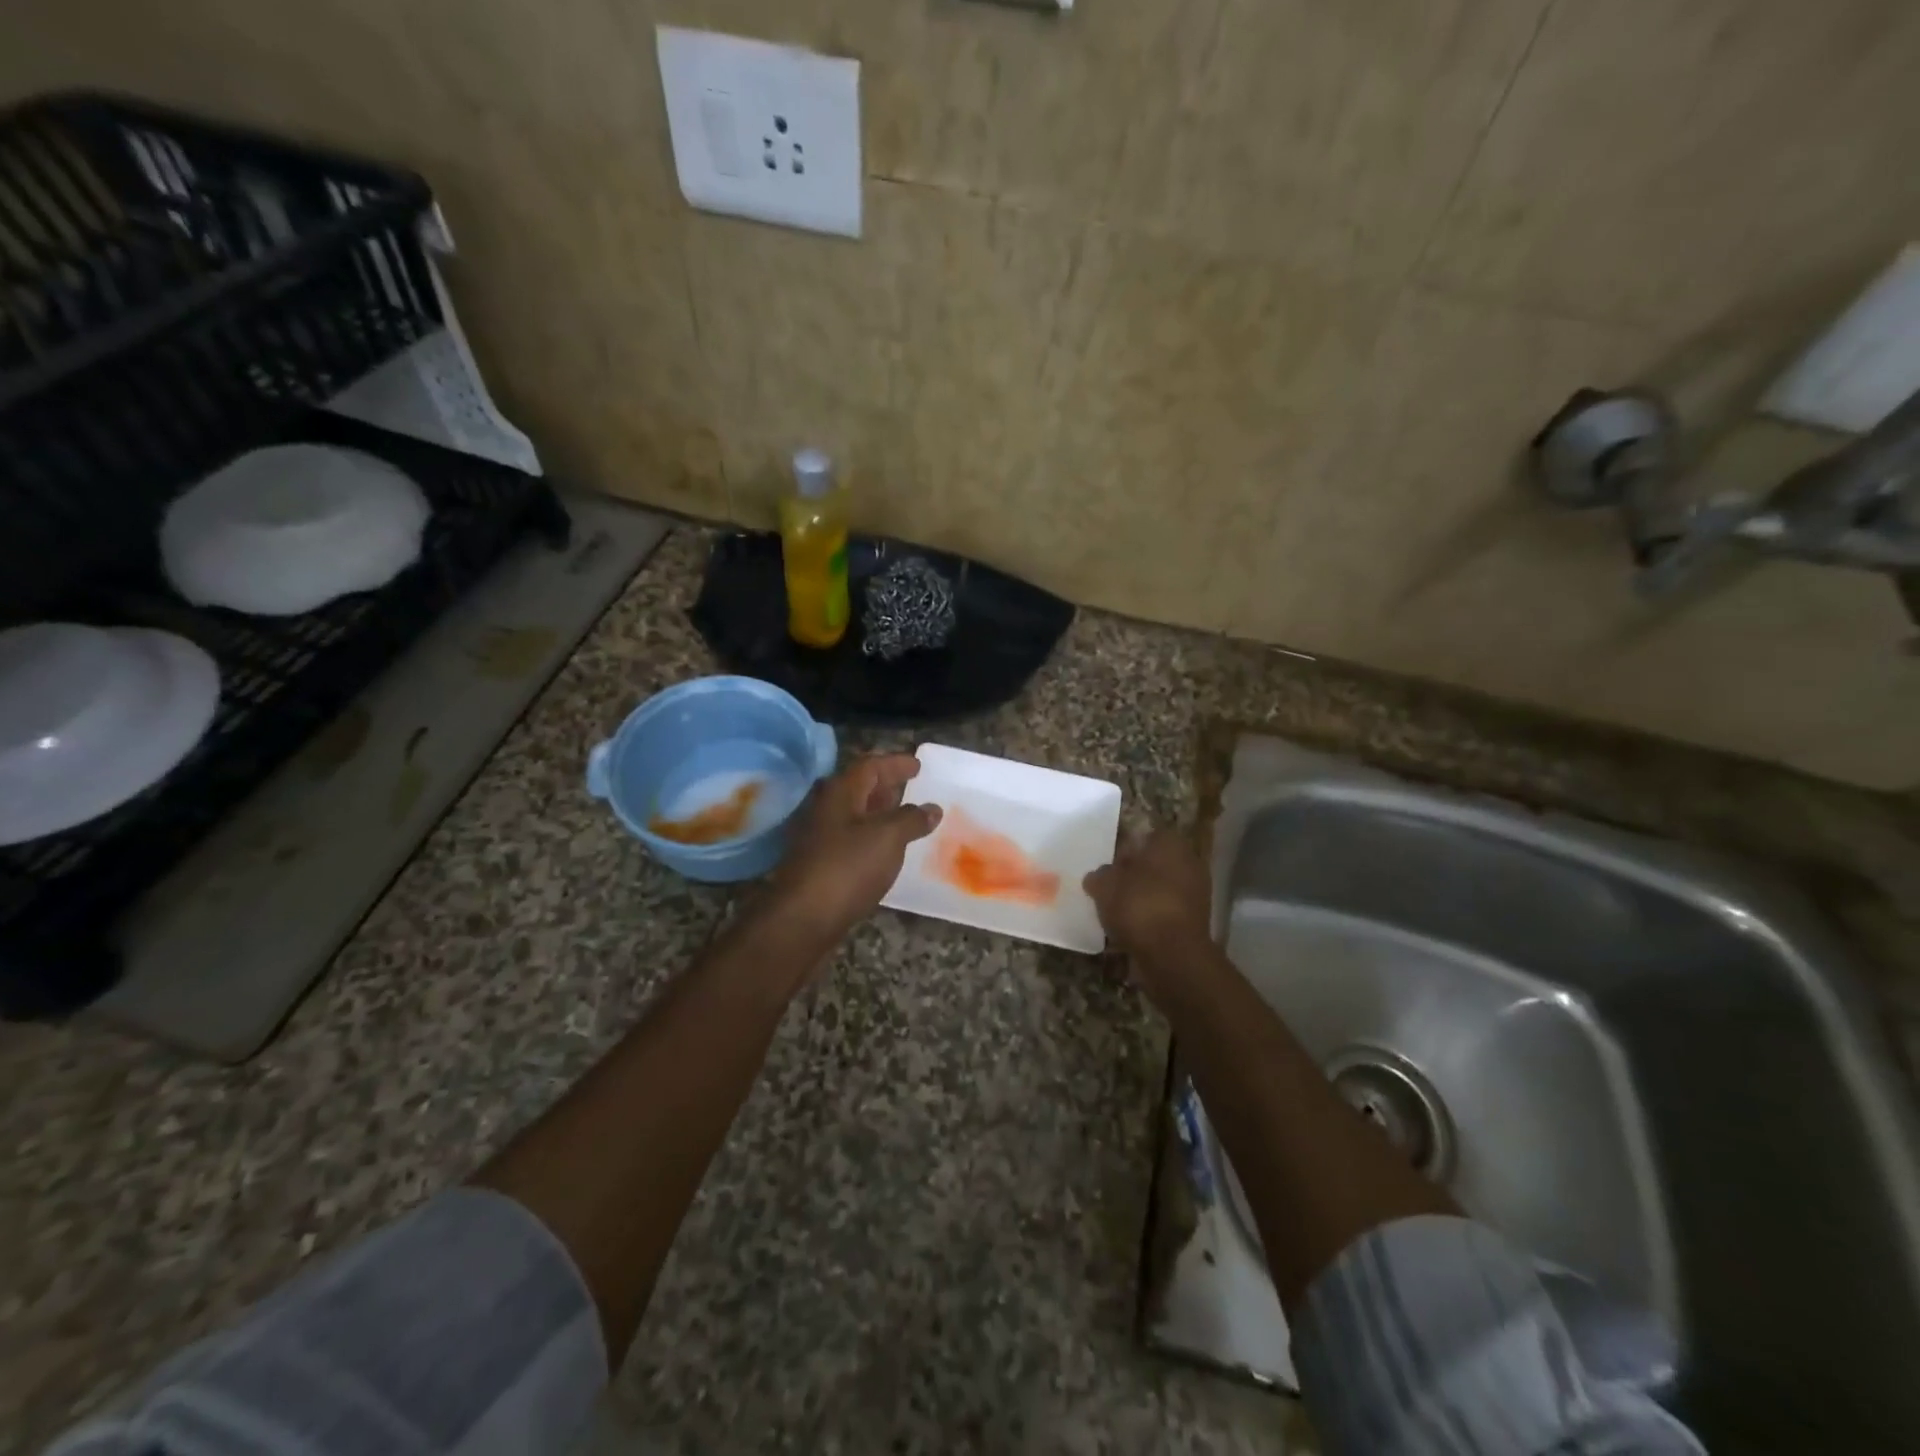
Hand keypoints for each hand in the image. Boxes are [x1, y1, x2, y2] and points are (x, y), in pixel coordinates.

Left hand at [764, 754, 941, 946]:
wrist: (804, 918)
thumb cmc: (848, 868)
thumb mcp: (888, 838)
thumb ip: (911, 819)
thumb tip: (931, 808)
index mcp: (841, 792)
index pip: (870, 765)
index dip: (896, 763)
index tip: (918, 765)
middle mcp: (827, 808)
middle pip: (859, 787)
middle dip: (886, 785)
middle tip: (912, 787)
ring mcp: (821, 836)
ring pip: (855, 814)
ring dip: (880, 811)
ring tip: (906, 816)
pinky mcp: (821, 862)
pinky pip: (852, 837)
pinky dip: (873, 835)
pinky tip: (887, 849)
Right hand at [1083, 829, 1212, 982]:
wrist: (1172, 954)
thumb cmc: (1139, 906)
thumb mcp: (1105, 885)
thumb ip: (1100, 876)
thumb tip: (1098, 876)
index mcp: (1170, 844)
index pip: (1147, 837)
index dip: (1127, 849)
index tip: (1110, 865)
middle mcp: (1189, 862)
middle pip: (1156, 863)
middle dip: (1136, 874)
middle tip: (1111, 887)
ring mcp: (1197, 893)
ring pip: (1162, 888)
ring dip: (1143, 897)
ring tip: (1117, 911)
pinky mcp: (1196, 922)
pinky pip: (1167, 912)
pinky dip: (1152, 918)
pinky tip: (1132, 928)